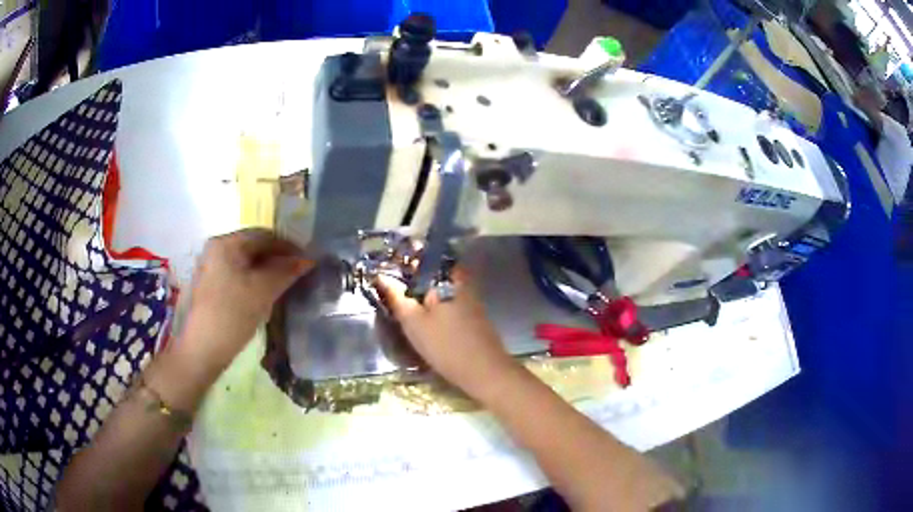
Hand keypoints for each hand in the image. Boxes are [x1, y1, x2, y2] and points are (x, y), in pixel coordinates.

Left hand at [180, 229, 312, 370]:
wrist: (202, 350)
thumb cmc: (232, 315)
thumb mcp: (263, 291)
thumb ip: (286, 271)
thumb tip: (307, 259)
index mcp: (226, 243)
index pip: (264, 235)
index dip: (289, 246)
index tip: (307, 261)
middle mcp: (215, 248)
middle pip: (253, 246)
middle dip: (277, 259)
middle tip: (298, 274)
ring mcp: (210, 267)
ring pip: (246, 262)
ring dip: (267, 270)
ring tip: (285, 285)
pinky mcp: (210, 285)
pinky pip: (237, 274)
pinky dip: (254, 280)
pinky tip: (265, 294)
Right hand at [375, 270, 519, 398]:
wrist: (485, 372)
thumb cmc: (445, 345)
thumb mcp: (413, 322)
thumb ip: (396, 297)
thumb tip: (380, 276)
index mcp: (446, 278)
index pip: (423, 259)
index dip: (404, 261)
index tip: (388, 269)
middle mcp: (461, 283)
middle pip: (434, 272)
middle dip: (414, 278)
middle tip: (394, 289)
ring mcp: (471, 299)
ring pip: (442, 288)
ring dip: (425, 293)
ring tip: (405, 304)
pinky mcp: (475, 316)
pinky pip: (450, 301)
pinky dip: (436, 306)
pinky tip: (426, 319)